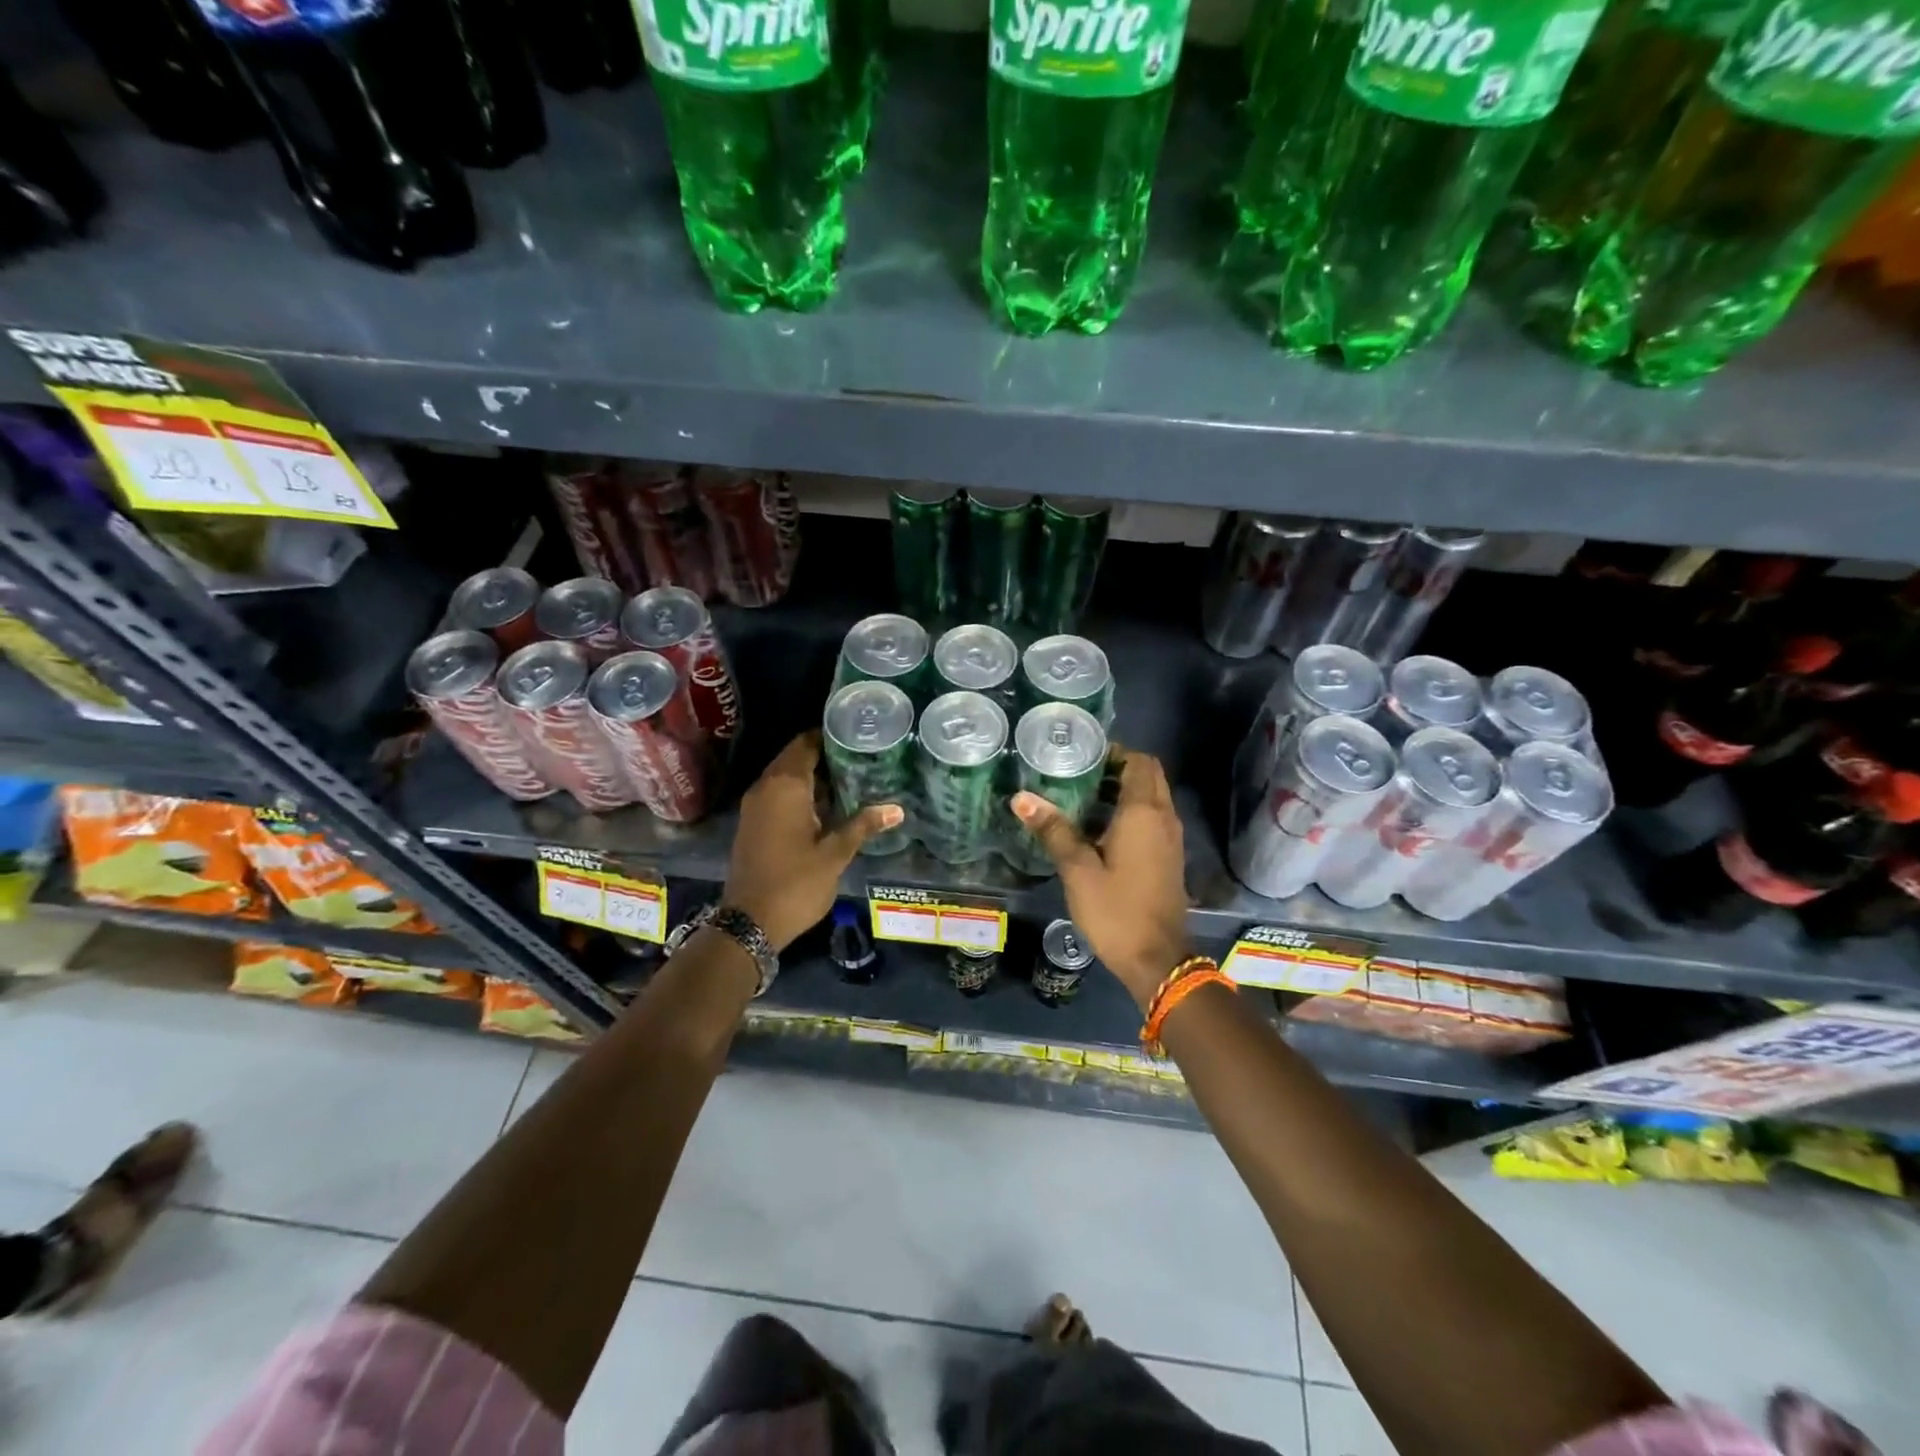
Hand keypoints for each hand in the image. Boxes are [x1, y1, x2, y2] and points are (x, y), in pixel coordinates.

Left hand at [724, 732, 902, 950]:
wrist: (749, 922)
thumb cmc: (795, 883)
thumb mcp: (835, 855)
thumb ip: (863, 826)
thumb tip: (897, 809)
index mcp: (785, 786)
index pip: (806, 744)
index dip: (829, 736)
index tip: (856, 734)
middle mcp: (765, 788)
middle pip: (794, 758)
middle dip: (823, 754)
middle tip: (859, 755)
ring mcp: (754, 806)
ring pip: (784, 777)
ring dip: (811, 775)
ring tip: (849, 776)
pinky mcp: (752, 824)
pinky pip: (777, 795)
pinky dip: (799, 793)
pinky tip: (825, 805)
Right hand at [1011, 749, 1191, 1007]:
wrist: (1156, 959)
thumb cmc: (1116, 910)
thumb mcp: (1077, 870)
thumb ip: (1053, 829)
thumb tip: (1021, 798)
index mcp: (1144, 812)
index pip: (1139, 762)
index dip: (1115, 752)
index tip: (1083, 755)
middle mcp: (1164, 818)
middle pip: (1149, 776)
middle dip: (1119, 768)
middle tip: (1080, 773)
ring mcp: (1171, 838)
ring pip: (1153, 797)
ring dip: (1125, 790)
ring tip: (1083, 795)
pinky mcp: (1169, 857)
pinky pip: (1153, 818)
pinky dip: (1132, 811)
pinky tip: (1100, 828)